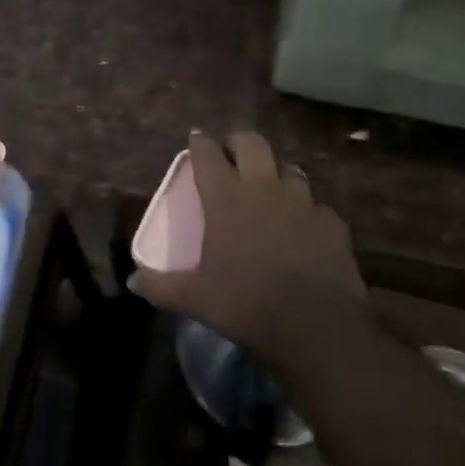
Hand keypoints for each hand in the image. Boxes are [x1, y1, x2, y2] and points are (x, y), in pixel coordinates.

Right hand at [130, 132, 366, 365]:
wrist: (318, 326)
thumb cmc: (247, 304)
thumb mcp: (196, 298)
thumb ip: (161, 286)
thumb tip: (132, 282)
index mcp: (226, 198)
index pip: (208, 153)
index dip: (200, 142)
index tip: (196, 139)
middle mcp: (263, 188)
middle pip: (252, 142)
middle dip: (238, 142)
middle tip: (231, 157)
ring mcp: (302, 202)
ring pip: (289, 168)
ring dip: (276, 173)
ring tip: (269, 190)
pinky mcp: (332, 222)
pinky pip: (316, 205)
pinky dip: (306, 211)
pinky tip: (303, 228)